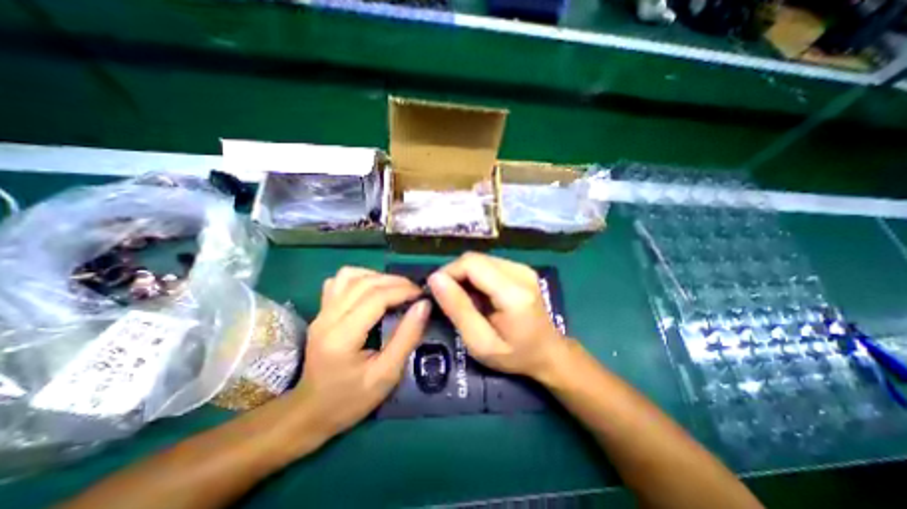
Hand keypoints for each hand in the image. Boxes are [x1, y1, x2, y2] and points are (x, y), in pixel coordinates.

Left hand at [295, 269, 428, 437]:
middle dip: (395, 282)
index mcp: (342, 336)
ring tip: (395, 289)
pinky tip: (372, 289)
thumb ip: (407, 337)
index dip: (403, 291)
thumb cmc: (350, 399)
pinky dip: (360, 278)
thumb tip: (424, 305)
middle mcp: (327, 317)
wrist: (310, 412)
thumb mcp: (387, 375)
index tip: (423, 295)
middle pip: (364, 282)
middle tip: (415, 291)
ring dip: (378, 277)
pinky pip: (340, 281)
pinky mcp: (321, 311)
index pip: (376, 297)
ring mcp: (321, 312)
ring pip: (350, 275)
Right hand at [429, 252, 564, 378]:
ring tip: (464, 300)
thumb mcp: (480, 342)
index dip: (448, 272)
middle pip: (474, 258)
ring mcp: (522, 268)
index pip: (471, 264)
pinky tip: (479, 295)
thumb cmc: (514, 355)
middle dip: (454, 274)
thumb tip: (435, 279)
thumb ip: (458, 309)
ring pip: (479, 259)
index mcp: (514, 293)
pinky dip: (476, 277)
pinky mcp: (521, 268)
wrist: (548, 352)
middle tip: (448, 298)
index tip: (436, 292)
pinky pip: (488, 264)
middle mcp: (520, 272)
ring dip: (465, 276)